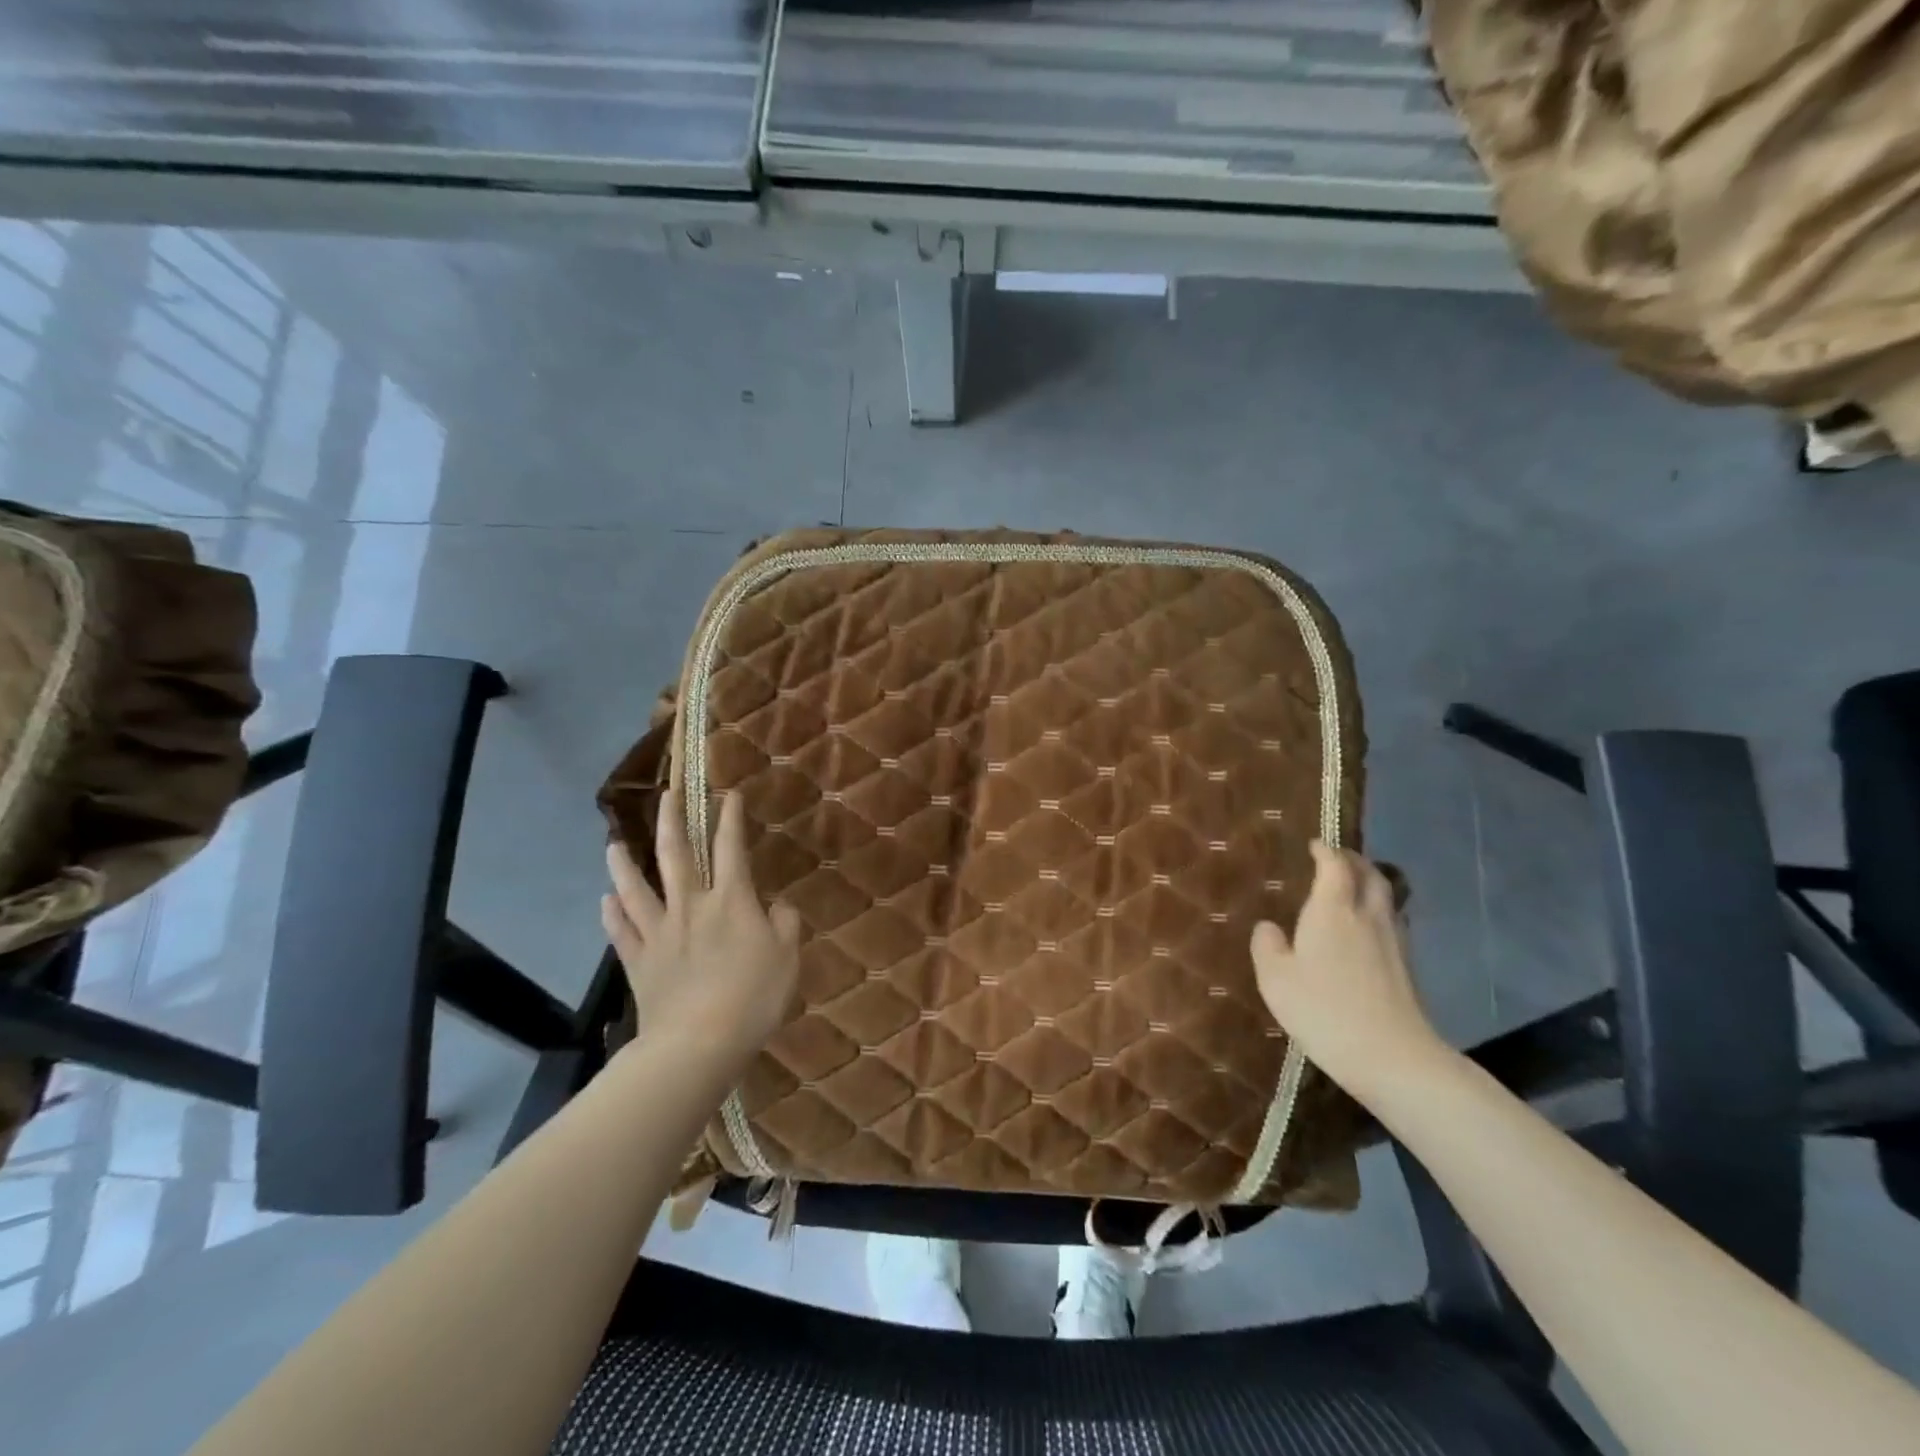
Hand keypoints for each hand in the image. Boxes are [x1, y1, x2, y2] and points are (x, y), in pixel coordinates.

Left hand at [602, 788, 801, 1060]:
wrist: (698, 1044)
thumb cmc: (753, 998)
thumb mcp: (788, 958)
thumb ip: (785, 924)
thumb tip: (776, 906)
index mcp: (730, 901)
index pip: (731, 848)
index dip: (730, 818)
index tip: (728, 794)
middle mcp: (690, 906)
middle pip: (676, 855)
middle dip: (671, 821)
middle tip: (666, 795)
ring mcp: (659, 933)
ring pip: (636, 889)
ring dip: (623, 864)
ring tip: (613, 843)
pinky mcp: (639, 962)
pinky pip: (621, 932)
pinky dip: (612, 914)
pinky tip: (605, 902)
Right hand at [1251, 841, 1447, 1097]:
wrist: (1392, 1057)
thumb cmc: (1324, 1010)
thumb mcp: (1276, 979)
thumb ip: (1267, 946)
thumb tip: (1268, 927)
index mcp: (1333, 910)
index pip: (1334, 866)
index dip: (1325, 851)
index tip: (1315, 844)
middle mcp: (1367, 916)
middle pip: (1369, 875)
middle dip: (1354, 860)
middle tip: (1338, 858)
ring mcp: (1393, 942)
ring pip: (1386, 898)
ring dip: (1370, 884)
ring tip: (1353, 887)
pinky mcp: (1407, 968)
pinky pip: (1391, 923)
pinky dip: (1378, 912)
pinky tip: (1366, 930)